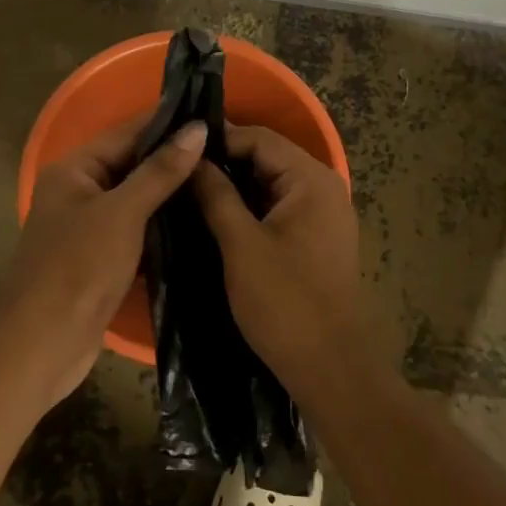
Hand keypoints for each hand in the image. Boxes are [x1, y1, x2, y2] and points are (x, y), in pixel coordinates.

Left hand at [0, 114, 206, 407]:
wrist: (43, 342)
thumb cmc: (78, 267)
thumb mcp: (122, 213)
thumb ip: (160, 171)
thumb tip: (197, 128)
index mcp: (74, 170)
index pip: (127, 133)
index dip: (168, 123)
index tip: (215, 116)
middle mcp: (80, 192)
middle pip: (133, 165)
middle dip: (175, 160)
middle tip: (229, 153)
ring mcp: (90, 228)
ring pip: (138, 201)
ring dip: (173, 196)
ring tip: (224, 183)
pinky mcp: (103, 260)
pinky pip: (139, 232)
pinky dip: (164, 228)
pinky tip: (201, 224)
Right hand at [190, 124, 391, 394]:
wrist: (330, 366)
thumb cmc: (285, 302)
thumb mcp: (241, 244)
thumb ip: (216, 195)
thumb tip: (192, 158)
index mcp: (311, 180)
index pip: (259, 138)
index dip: (217, 139)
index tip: (175, 148)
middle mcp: (323, 188)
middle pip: (266, 158)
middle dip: (223, 163)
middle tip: (176, 170)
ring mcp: (322, 215)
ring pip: (269, 185)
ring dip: (233, 187)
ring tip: (186, 191)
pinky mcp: (316, 239)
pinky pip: (277, 208)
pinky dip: (248, 208)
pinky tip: (214, 217)